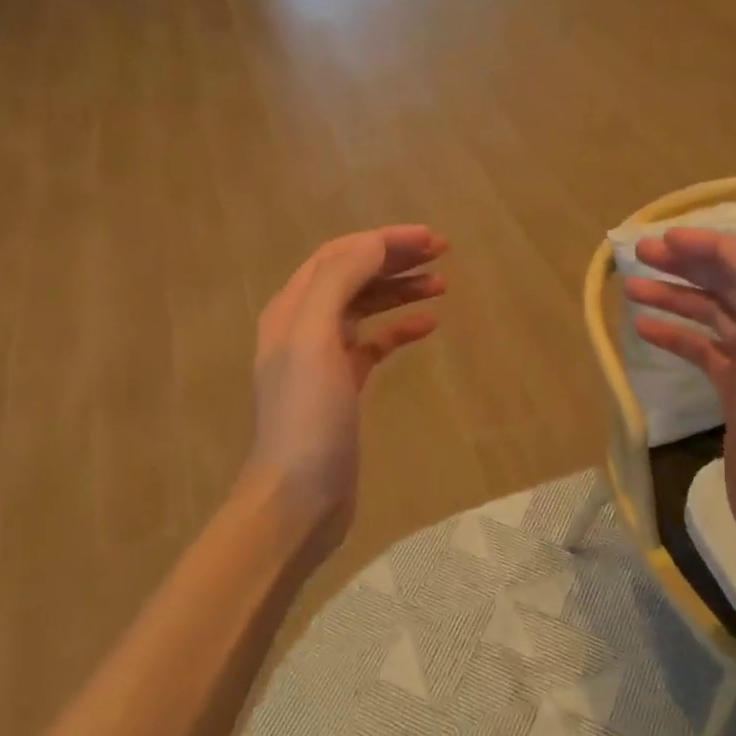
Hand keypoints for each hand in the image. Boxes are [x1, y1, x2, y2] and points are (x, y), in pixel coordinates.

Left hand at [246, 226, 447, 555]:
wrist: (299, 497)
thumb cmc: (306, 418)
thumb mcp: (314, 340)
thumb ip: (338, 283)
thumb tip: (373, 244)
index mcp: (292, 309)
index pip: (339, 255)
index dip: (382, 240)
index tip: (429, 238)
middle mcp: (304, 326)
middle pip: (352, 276)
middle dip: (394, 259)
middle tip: (442, 252)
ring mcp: (324, 359)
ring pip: (365, 308)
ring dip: (400, 290)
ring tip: (442, 284)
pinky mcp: (343, 387)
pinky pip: (374, 344)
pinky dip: (399, 330)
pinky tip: (428, 325)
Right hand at [624, 227, 735, 564]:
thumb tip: (722, 248)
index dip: (704, 244)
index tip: (661, 238)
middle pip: (727, 284)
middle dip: (684, 266)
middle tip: (638, 255)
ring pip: (710, 316)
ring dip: (673, 298)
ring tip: (630, 288)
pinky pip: (702, 351)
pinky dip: (674, 336)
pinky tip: (643, 328)